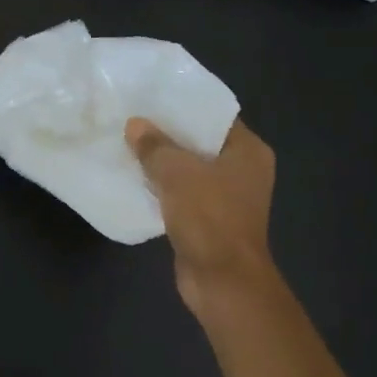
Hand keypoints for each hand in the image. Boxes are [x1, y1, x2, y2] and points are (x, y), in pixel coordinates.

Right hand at [126, 117, 277, 317]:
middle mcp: (243, 171)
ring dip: (162, 163)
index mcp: (248, 151)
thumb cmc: (209, 217)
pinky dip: (162, 189)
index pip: (215, 117)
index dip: (184, 106)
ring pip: (189, 170)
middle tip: (133, 119)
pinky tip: (134, 180)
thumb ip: (155, 146)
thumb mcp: (177, 173)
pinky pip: (182, 195)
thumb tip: (134, 125)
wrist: (222, 279)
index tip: (152, 97)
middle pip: (200, 143)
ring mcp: (227, 198)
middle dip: (167, 134)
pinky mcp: (209, 220)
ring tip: (127, 145)